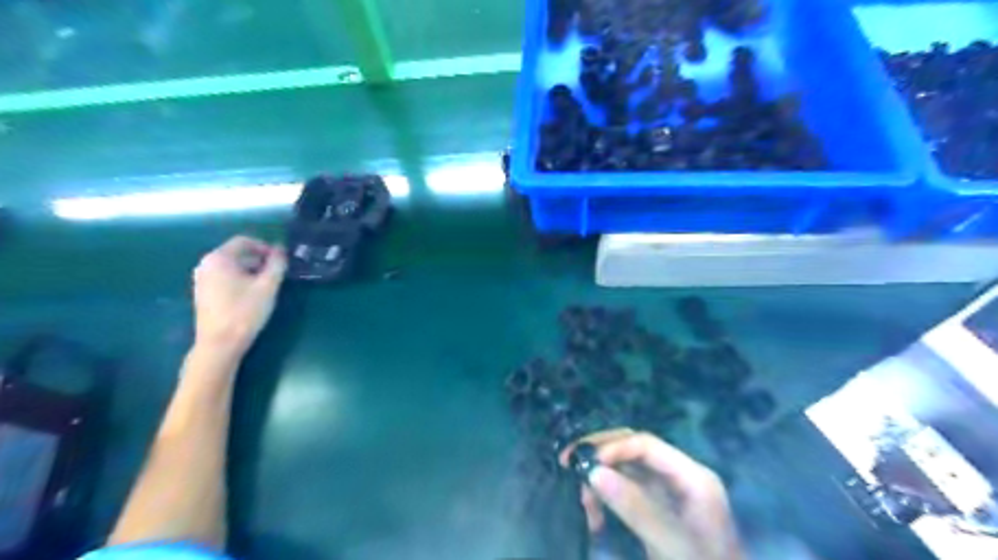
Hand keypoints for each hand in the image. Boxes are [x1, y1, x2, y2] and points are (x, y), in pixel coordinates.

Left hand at [189, 234, 285, 352]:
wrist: (220, 343)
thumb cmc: (245, 311)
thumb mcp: (268, 286)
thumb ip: (277, 264)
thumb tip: (281, 250)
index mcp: (219, 258)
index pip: (244, 241)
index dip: (265, 247)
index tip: (280, 259)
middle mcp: (206, 265)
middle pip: (237, 253)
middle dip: (259, 259)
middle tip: (277, 272)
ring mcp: (202, 280)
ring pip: (231, 267)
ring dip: (251, 270)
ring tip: (267, 284)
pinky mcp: (203, 294)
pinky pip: (225, 278)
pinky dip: (240, 280)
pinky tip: (252, 295)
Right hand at [561, 433, 739, 559]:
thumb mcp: (670, 545)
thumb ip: (634, 507)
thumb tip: (593, 472)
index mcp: (693, 477)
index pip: (647, 445)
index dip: (613, 447)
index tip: (583, 463)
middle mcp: (679, 475)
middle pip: (634, 449)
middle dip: (600, 456)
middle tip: (567, 463)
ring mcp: (668, 491)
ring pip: (626, 468)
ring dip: (600, 479)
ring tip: (583, 504)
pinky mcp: (658, 507)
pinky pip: (626, 489)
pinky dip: (607, 496)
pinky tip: (594, 516)